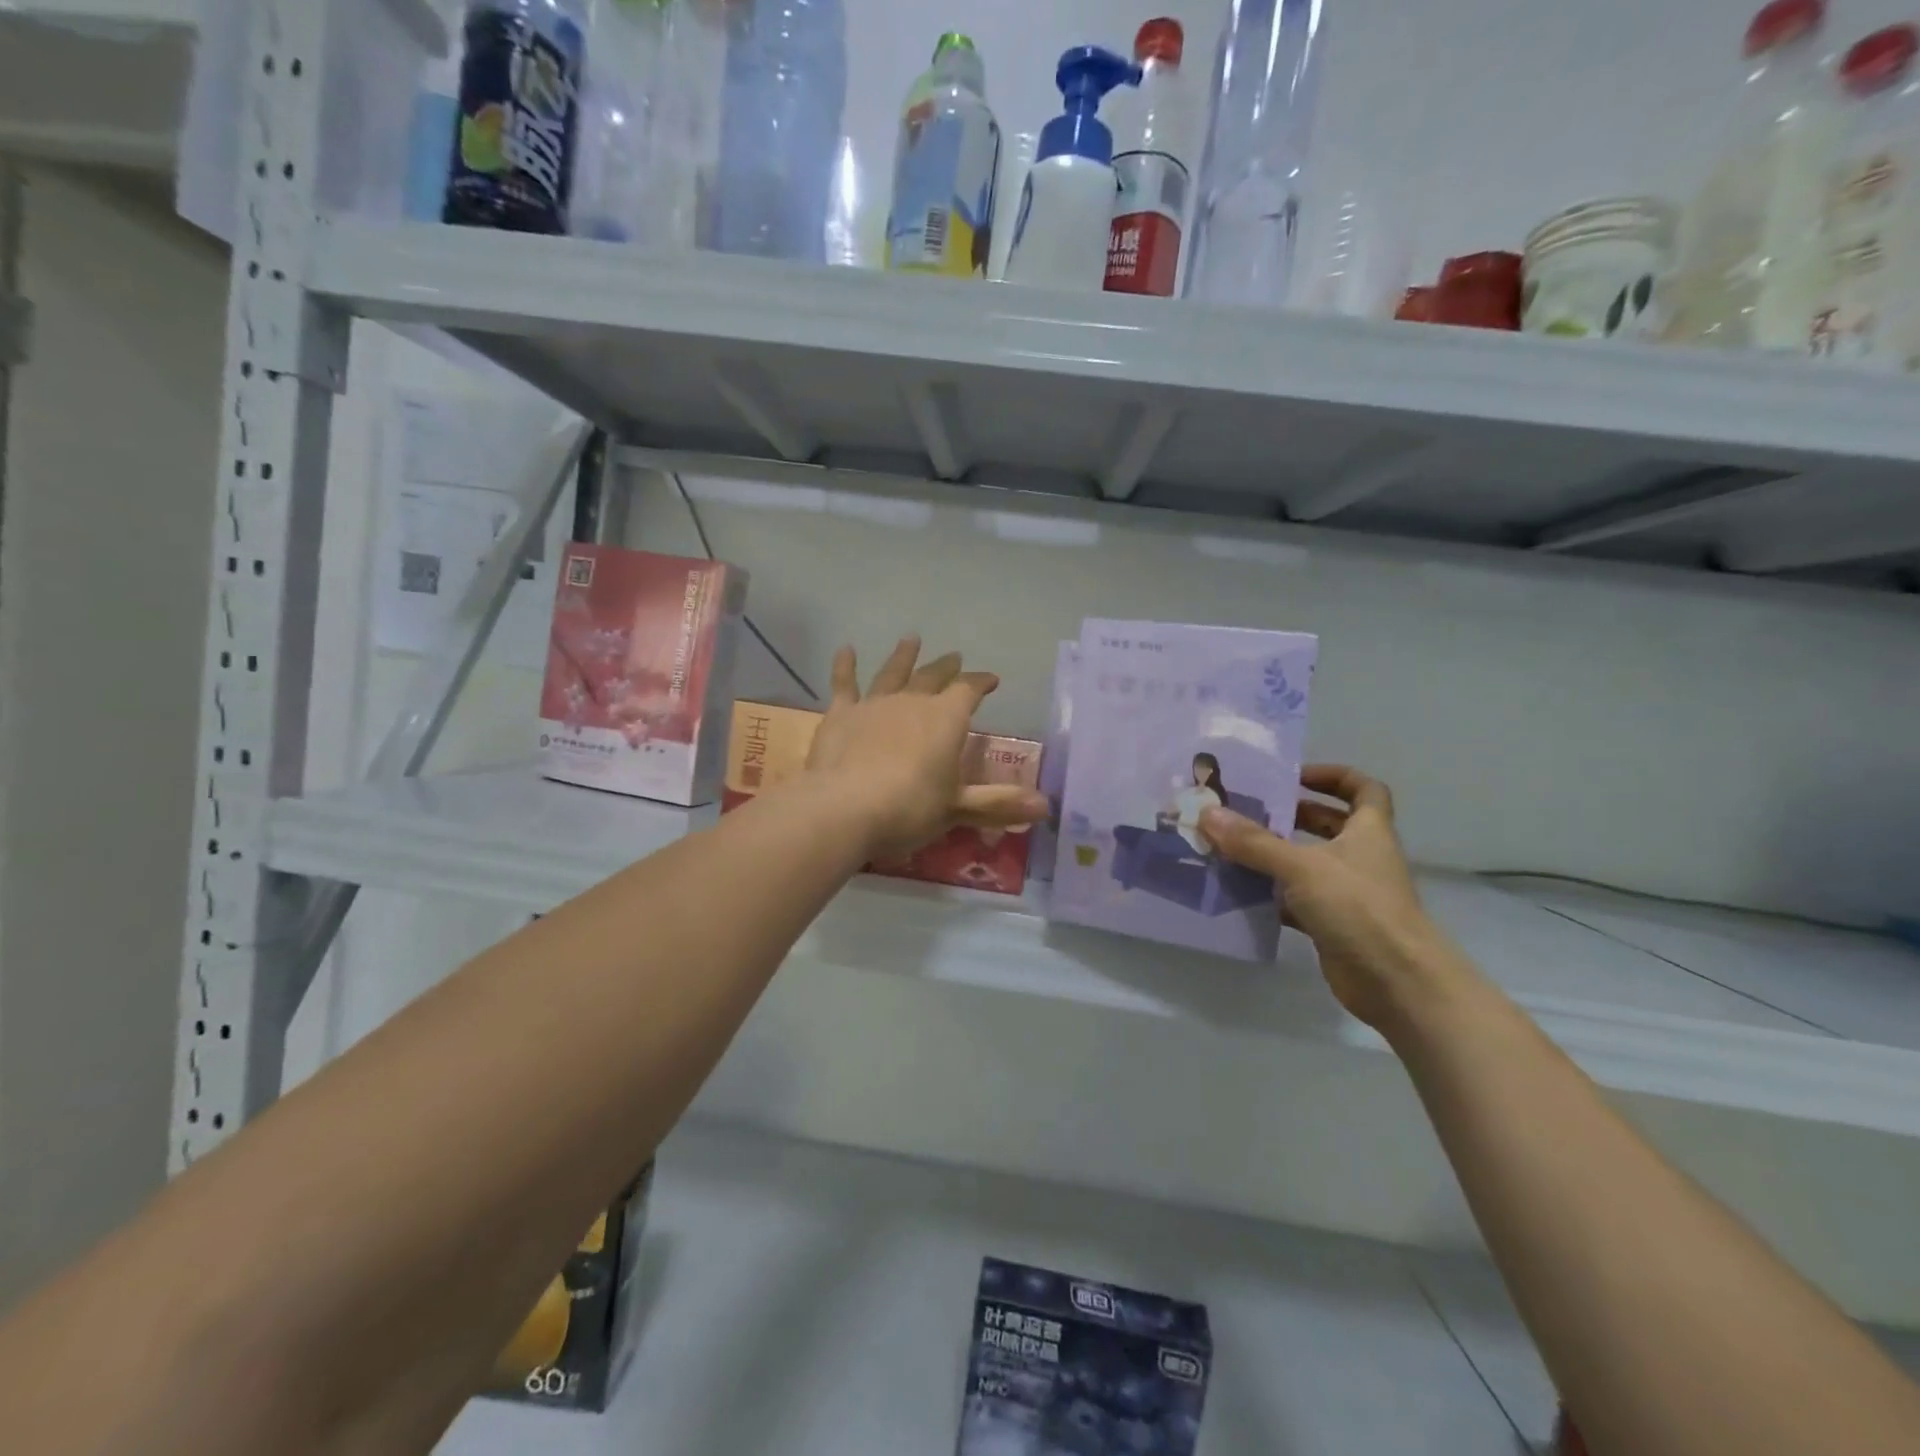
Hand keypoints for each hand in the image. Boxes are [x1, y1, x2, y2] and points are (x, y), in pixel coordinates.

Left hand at [805, 636, 1048, 861]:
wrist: (845, 808)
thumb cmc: (909, 809)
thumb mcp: (958, 809)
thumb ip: (998, 804)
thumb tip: (1046, 807)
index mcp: (946, 719)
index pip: (969, 691)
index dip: (981, 682)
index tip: (991, 679)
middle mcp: (912, 702)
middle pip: (933, 677)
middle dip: (947, 667)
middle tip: (954, 656)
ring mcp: (875, 704)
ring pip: (892, 672)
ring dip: (903, 656)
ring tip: (911, 639)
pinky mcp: (841, 714)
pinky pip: (844, 684)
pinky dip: (844, 666)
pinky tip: (845, 649)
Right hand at [1200, 766, 1455, 1031]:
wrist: (1396, 982)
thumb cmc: (1358, 908)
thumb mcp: (1301, 867)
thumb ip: (1254, 842)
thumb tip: (1207, 813)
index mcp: (1368, 832)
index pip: (1363, 789)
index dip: (1333, 776)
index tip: (1295, 776)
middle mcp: (1360, 857)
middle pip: (1329, 824)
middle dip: (1291, 814)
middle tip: (1247, 810)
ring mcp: (1347, 893)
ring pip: (1308, 863)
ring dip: (1274, 855)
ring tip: (1230, 846)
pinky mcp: (1332, 924)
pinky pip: (1295, 900)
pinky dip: (1270, 895)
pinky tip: (1238, 892)